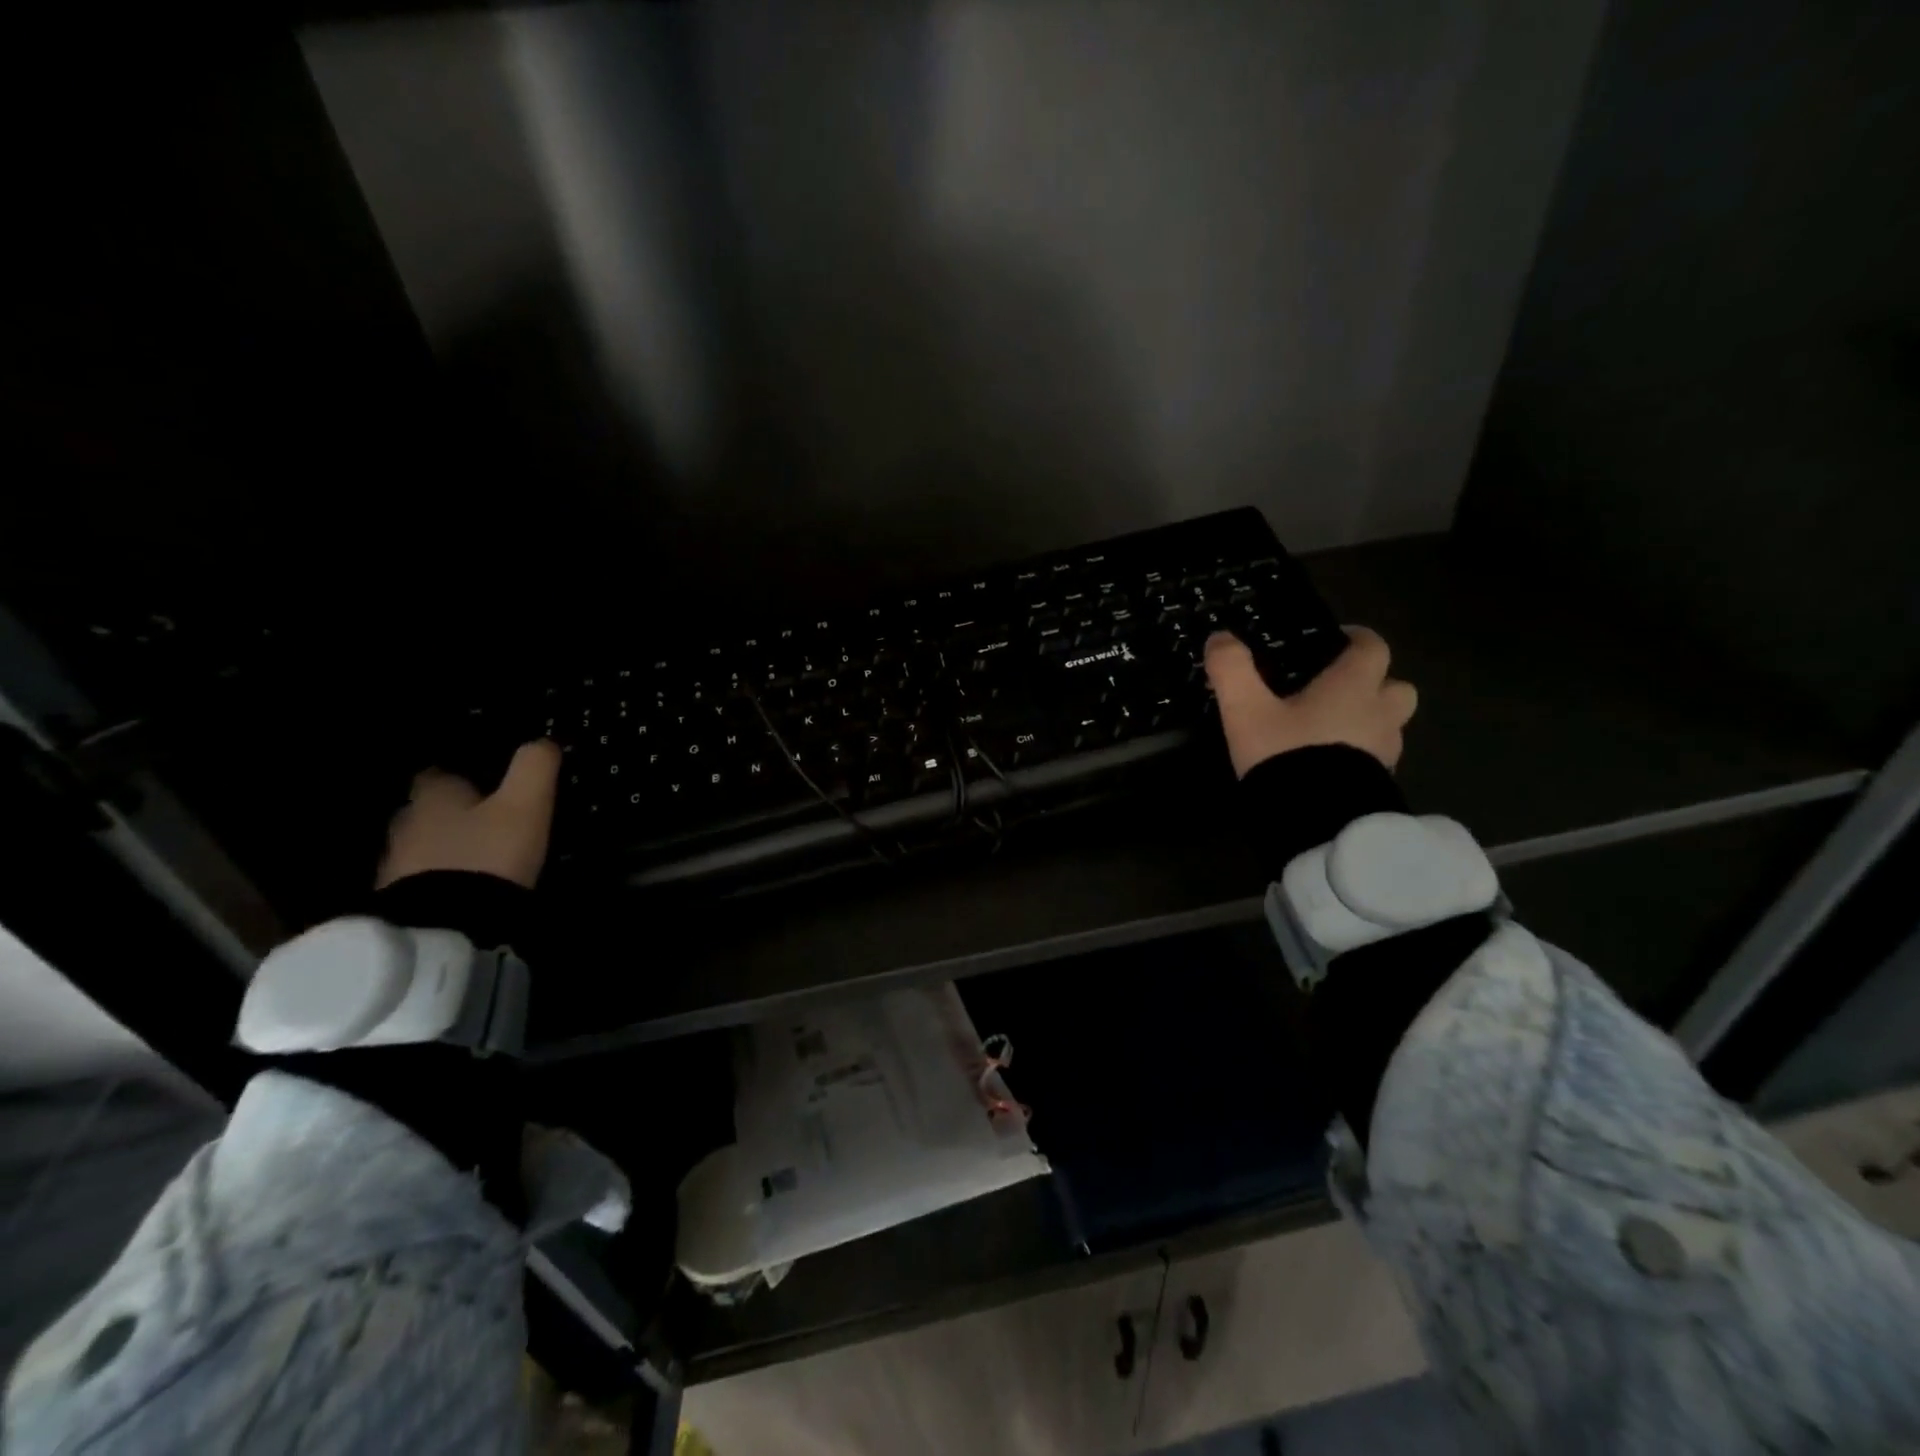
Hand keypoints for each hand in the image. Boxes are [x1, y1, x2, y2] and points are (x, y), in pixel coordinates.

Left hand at [375, 741, 563, 889]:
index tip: (482, 780)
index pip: (436, 773)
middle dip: (452, 813)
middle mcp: (406, 824)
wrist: (447, 929)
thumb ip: (534, 768)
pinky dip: (442, 879)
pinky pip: (423, 880)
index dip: (459, 773)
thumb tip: (544, 740)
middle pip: (426, 810)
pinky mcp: (400, 904)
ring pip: (423, 846)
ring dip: (446, 848)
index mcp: (433, 796)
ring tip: (479, 856)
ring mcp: (397, 867)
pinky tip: (466, 887)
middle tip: (485, 819)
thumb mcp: (525, 804)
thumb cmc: (488, 854)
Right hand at [1205, 628, 1417, 777]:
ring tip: (1332, 730)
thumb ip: (1232, 669)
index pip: (1372, 648)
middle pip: (1396, 687)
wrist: (1315, 823)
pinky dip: (1361, 755)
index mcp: (1352, 687)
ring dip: (1371, 721)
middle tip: (1340, 689)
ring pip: (1390, 725)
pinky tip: (1330, 765)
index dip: (1357, 639)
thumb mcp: (1245, 710)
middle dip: (1375, 683)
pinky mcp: (1379, 785)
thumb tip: (1219, 638)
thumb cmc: (1285, 754)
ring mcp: (1385, 753)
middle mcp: (1379, 714)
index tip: (1339, 639)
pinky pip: (1377, 758)